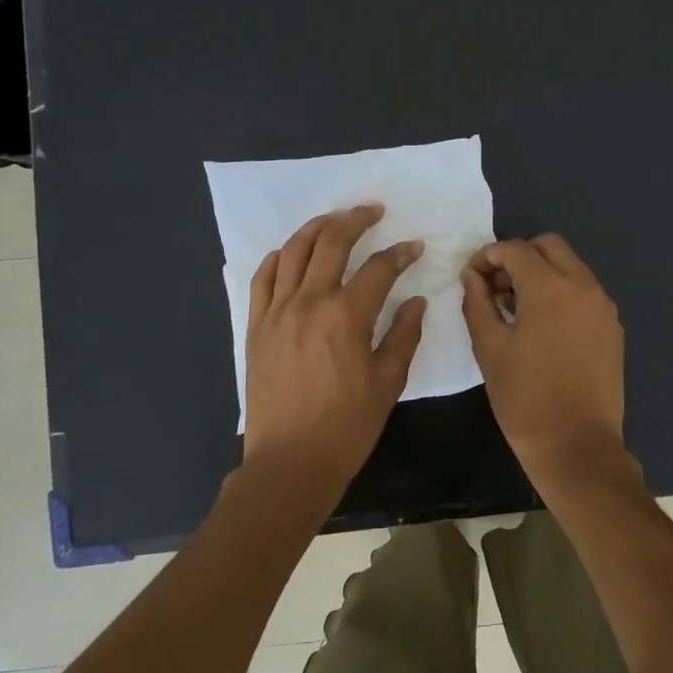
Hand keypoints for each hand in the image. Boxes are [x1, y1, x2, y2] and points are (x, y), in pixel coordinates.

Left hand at [240, 204, 425, 515]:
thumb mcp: (388, 382)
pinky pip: (264, 278)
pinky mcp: (256, 326)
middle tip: (373, 210)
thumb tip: (416, 300)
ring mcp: (277, 311)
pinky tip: (293, 252)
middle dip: (356, 219)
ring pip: (295, 251)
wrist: (290, 461)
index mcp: (347, 316)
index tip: (414, 247)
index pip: (379, 268)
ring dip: (317, 227)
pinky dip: (280, 257)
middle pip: (332, 242)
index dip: (400, 253)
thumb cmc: (347, 427)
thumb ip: (403, 335)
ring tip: (335, 220)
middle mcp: (309, 302)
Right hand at [461, 234, 632, 489]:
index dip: (487, 256)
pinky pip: (584, 291)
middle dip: (519, 257)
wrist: (577, 446)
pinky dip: (562, 292)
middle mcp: (583, 286)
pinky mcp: (612, 327)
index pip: (515, 249)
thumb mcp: (489, 348)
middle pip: (549, 246)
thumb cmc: (524, 398)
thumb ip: (477, 303)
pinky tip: (543, 326)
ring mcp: (603, 306)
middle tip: (496, 287)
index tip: (471, 277)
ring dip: (542, 273)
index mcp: (550, 287)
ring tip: (517, 308)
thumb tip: (472, 276)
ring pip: (570, 266)